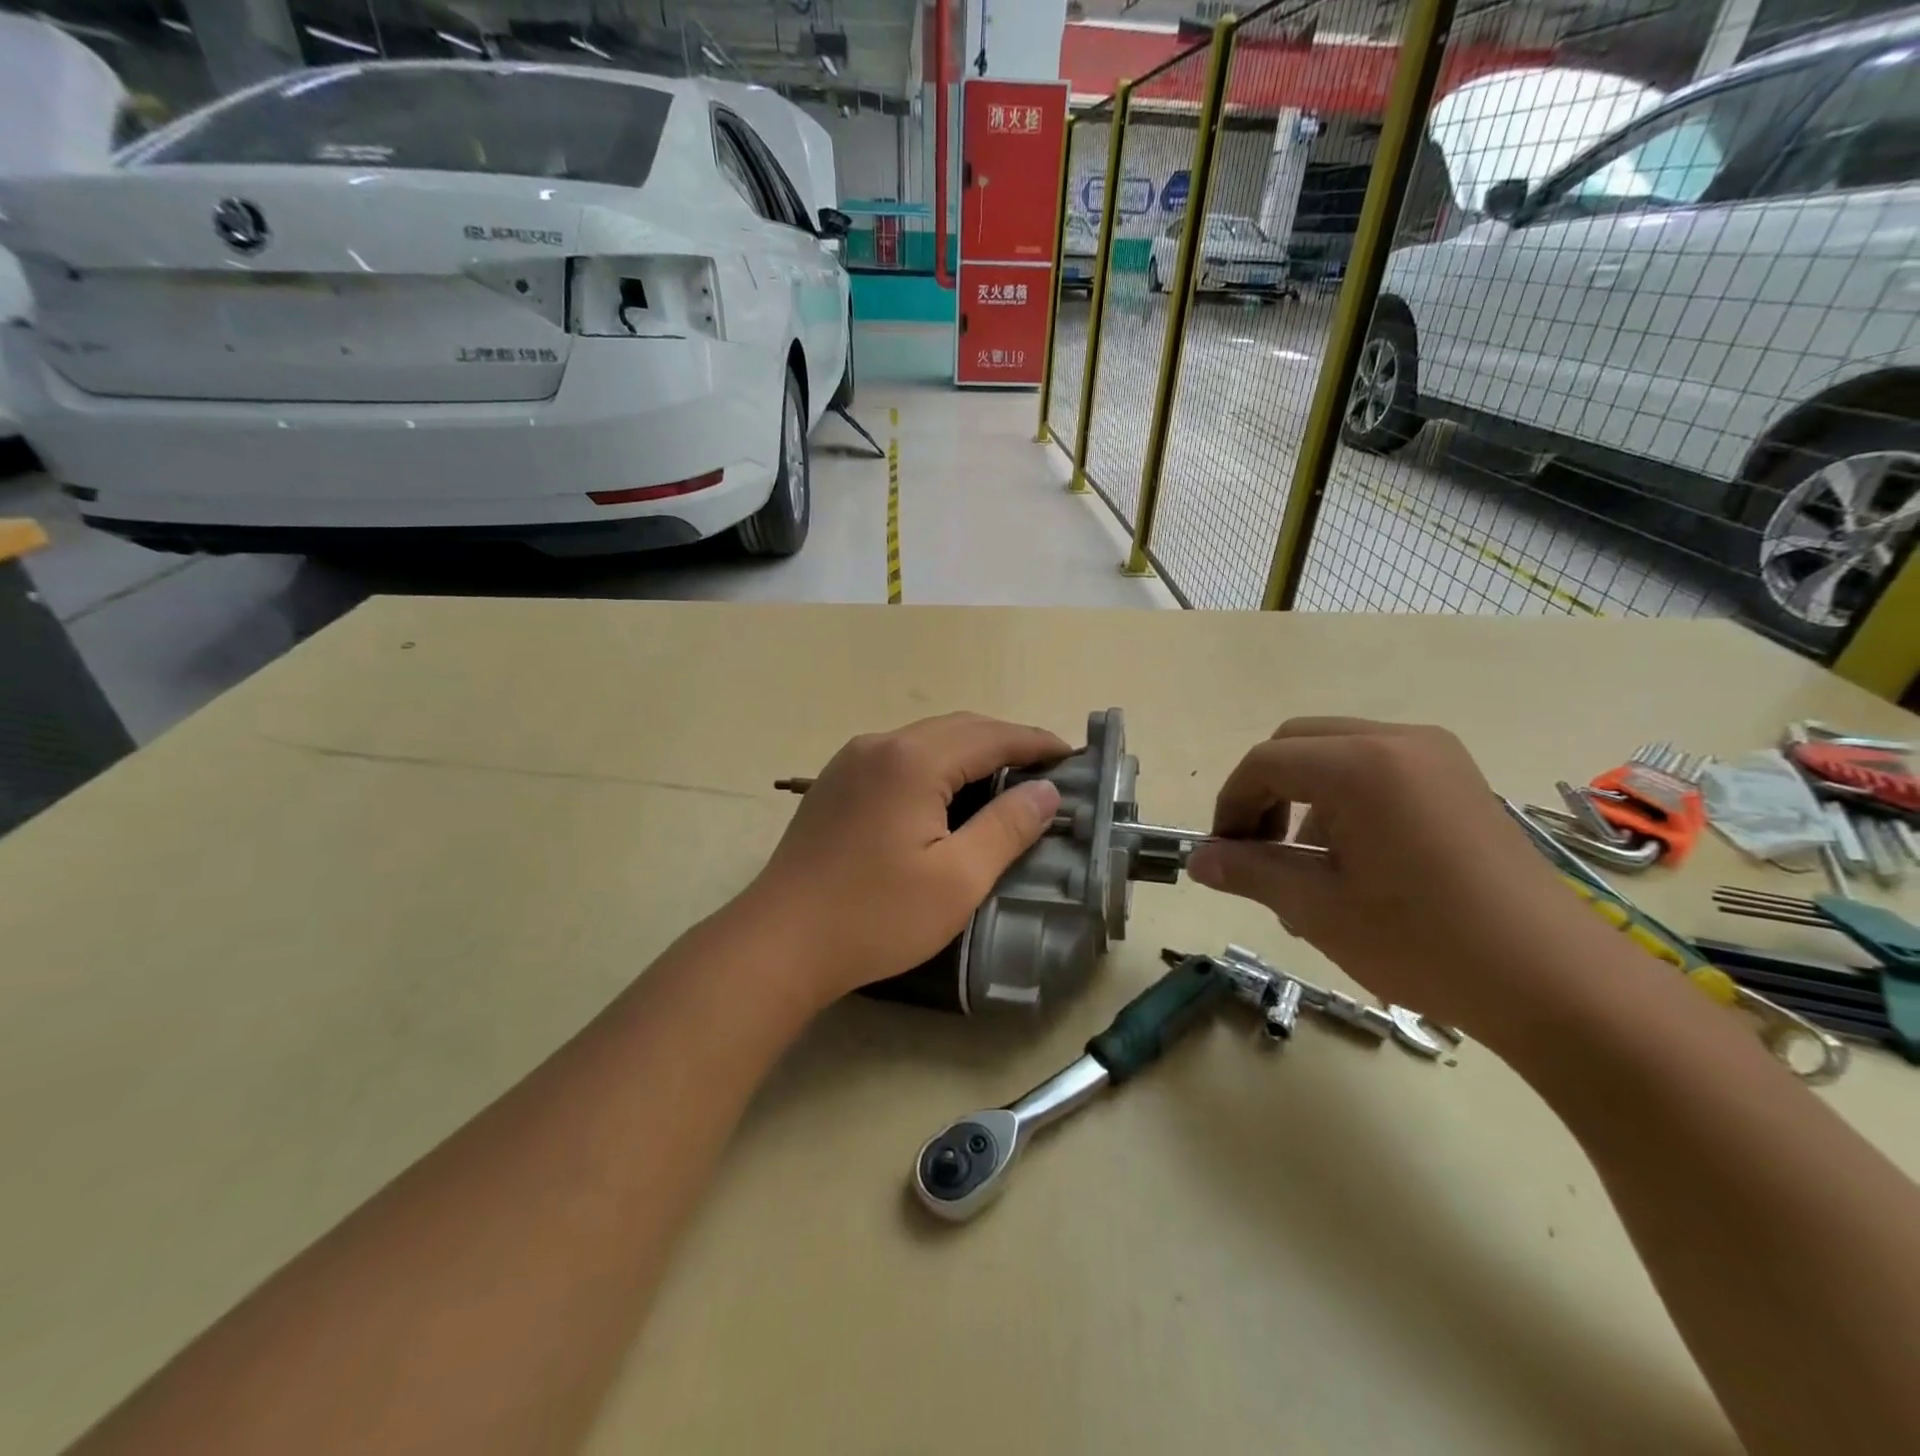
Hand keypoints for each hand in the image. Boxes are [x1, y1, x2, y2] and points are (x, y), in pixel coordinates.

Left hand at [742, 713, 1067, 1007]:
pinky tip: (947, 792)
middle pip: (958, 727)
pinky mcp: (836, 782)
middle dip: (1006, 741)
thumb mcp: (958, 879)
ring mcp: (851, 760)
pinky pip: (899, 755)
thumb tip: (1046, 791)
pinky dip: (936, 762)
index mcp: (913, 760)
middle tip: (1045, 769)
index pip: (991, 736)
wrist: (780, 942)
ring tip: (1006, 778)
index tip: (1072, 756)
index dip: (1035, 742)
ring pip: (926, 738)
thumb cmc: (876, 916)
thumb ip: (1007, 827)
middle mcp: (881, 744)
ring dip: (970, 750)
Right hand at [1185, 719, 1606, 1042]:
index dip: (1231, 805)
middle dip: (1264, 792)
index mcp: (1360, 764)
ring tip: (1307, 867)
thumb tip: (1197, 861)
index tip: (1222, 854)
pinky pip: (1377, 768)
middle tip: (1257, 851)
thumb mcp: (1319, 908)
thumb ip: (1249, 872)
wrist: (1557, 983)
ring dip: (1304, 797)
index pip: (1265, 763)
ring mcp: (1436, 756)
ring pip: (1336, 753)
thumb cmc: (1424, 942)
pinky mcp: (1458, 779)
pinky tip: (1355, 860)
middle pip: (1298, 744)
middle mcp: (1397, 740)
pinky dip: (1344, 799)